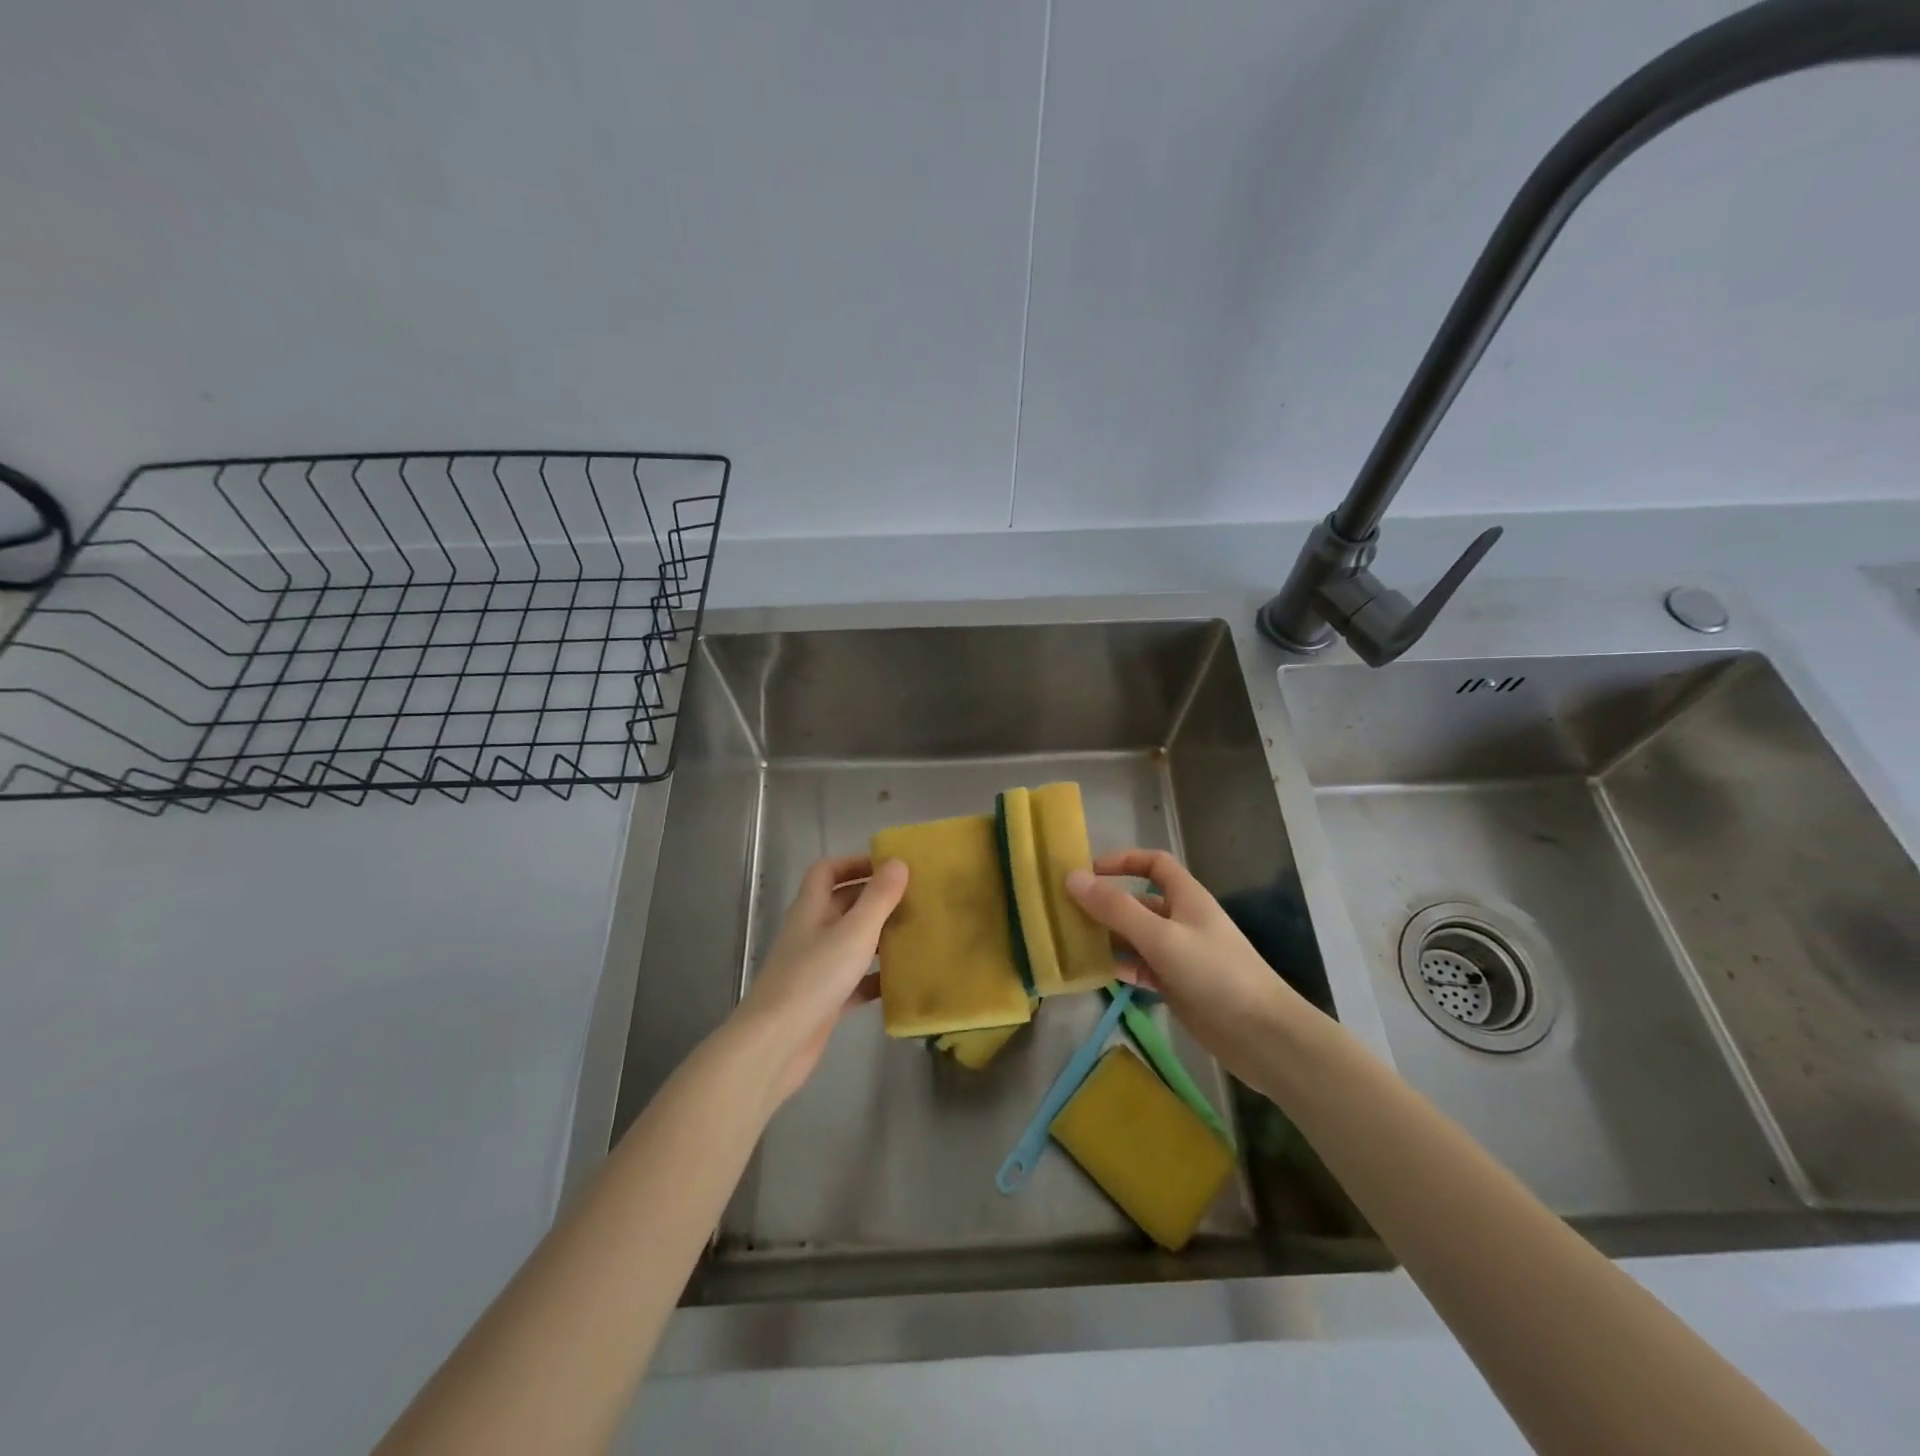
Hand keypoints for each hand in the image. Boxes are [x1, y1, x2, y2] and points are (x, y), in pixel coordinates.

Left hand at [733, 854, 908, 1103]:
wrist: (776, 1043)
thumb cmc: (814, 977)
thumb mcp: (854, 931)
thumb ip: (878, 897)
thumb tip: (898, 862)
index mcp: (811, 908)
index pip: (827, 871)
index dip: (854, 863)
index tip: (888, 866)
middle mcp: (811, 932)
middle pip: (842, 904)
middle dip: (874, 899)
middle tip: (913, 899)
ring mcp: (816, 967)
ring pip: (850, 942)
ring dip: (878, 937)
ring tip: (914, 934)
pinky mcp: (824, 1000)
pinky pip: (855, 980)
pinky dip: (876, 978)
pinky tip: (902, 981)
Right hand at [1067, 849, 1319, 1086]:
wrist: (1262, 1036)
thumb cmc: (1215, 973)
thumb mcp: (1161, 936)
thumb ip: (1115, 909)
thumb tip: (1072, 877)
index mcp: (1186, 897)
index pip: (1153, 863)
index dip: (1122, 861)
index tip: (1088, 873)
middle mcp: (1182, 920)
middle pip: (1138, 902)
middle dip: (1105, 904)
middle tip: (1065, 913)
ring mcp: (1179, 954)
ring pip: (1135, 937)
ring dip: (1108, 937)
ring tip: (1071, 943)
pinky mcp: (1177, 985)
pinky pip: (1140, 968)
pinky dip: (1120, 967)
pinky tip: (1095, 973)